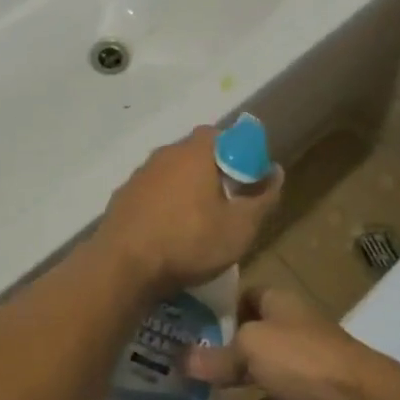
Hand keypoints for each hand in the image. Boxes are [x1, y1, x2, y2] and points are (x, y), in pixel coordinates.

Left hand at [94, 127, 281, 294]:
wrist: (123, 266)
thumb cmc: (189, 242)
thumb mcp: (240, 227)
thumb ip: (262, 197)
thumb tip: (275, 171)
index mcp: (194, 152)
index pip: (221, 134)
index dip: (239, 151)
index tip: (248, 178)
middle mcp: (164, 154)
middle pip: (195, 152)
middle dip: (214, 170)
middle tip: (228, 200)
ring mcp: (140, 174)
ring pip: (172, 172)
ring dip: (187, 187)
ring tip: (199, 219)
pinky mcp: (123, 196)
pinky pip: (152, 191)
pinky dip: (164, 203)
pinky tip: (169, 230)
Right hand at [186, 286, 380, 399]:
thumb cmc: (301, 356)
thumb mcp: (250, 348)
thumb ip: (216, 357)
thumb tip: (180, 361)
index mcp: (278, 302)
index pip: (242, 295)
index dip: (216, 306)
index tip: (186, 320)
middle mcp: (286, 329)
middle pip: (245, 335)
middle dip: (215, 349)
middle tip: (178, 359)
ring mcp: (296, 367)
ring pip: (253, 373)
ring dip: (226, 385)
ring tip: (188, 393)